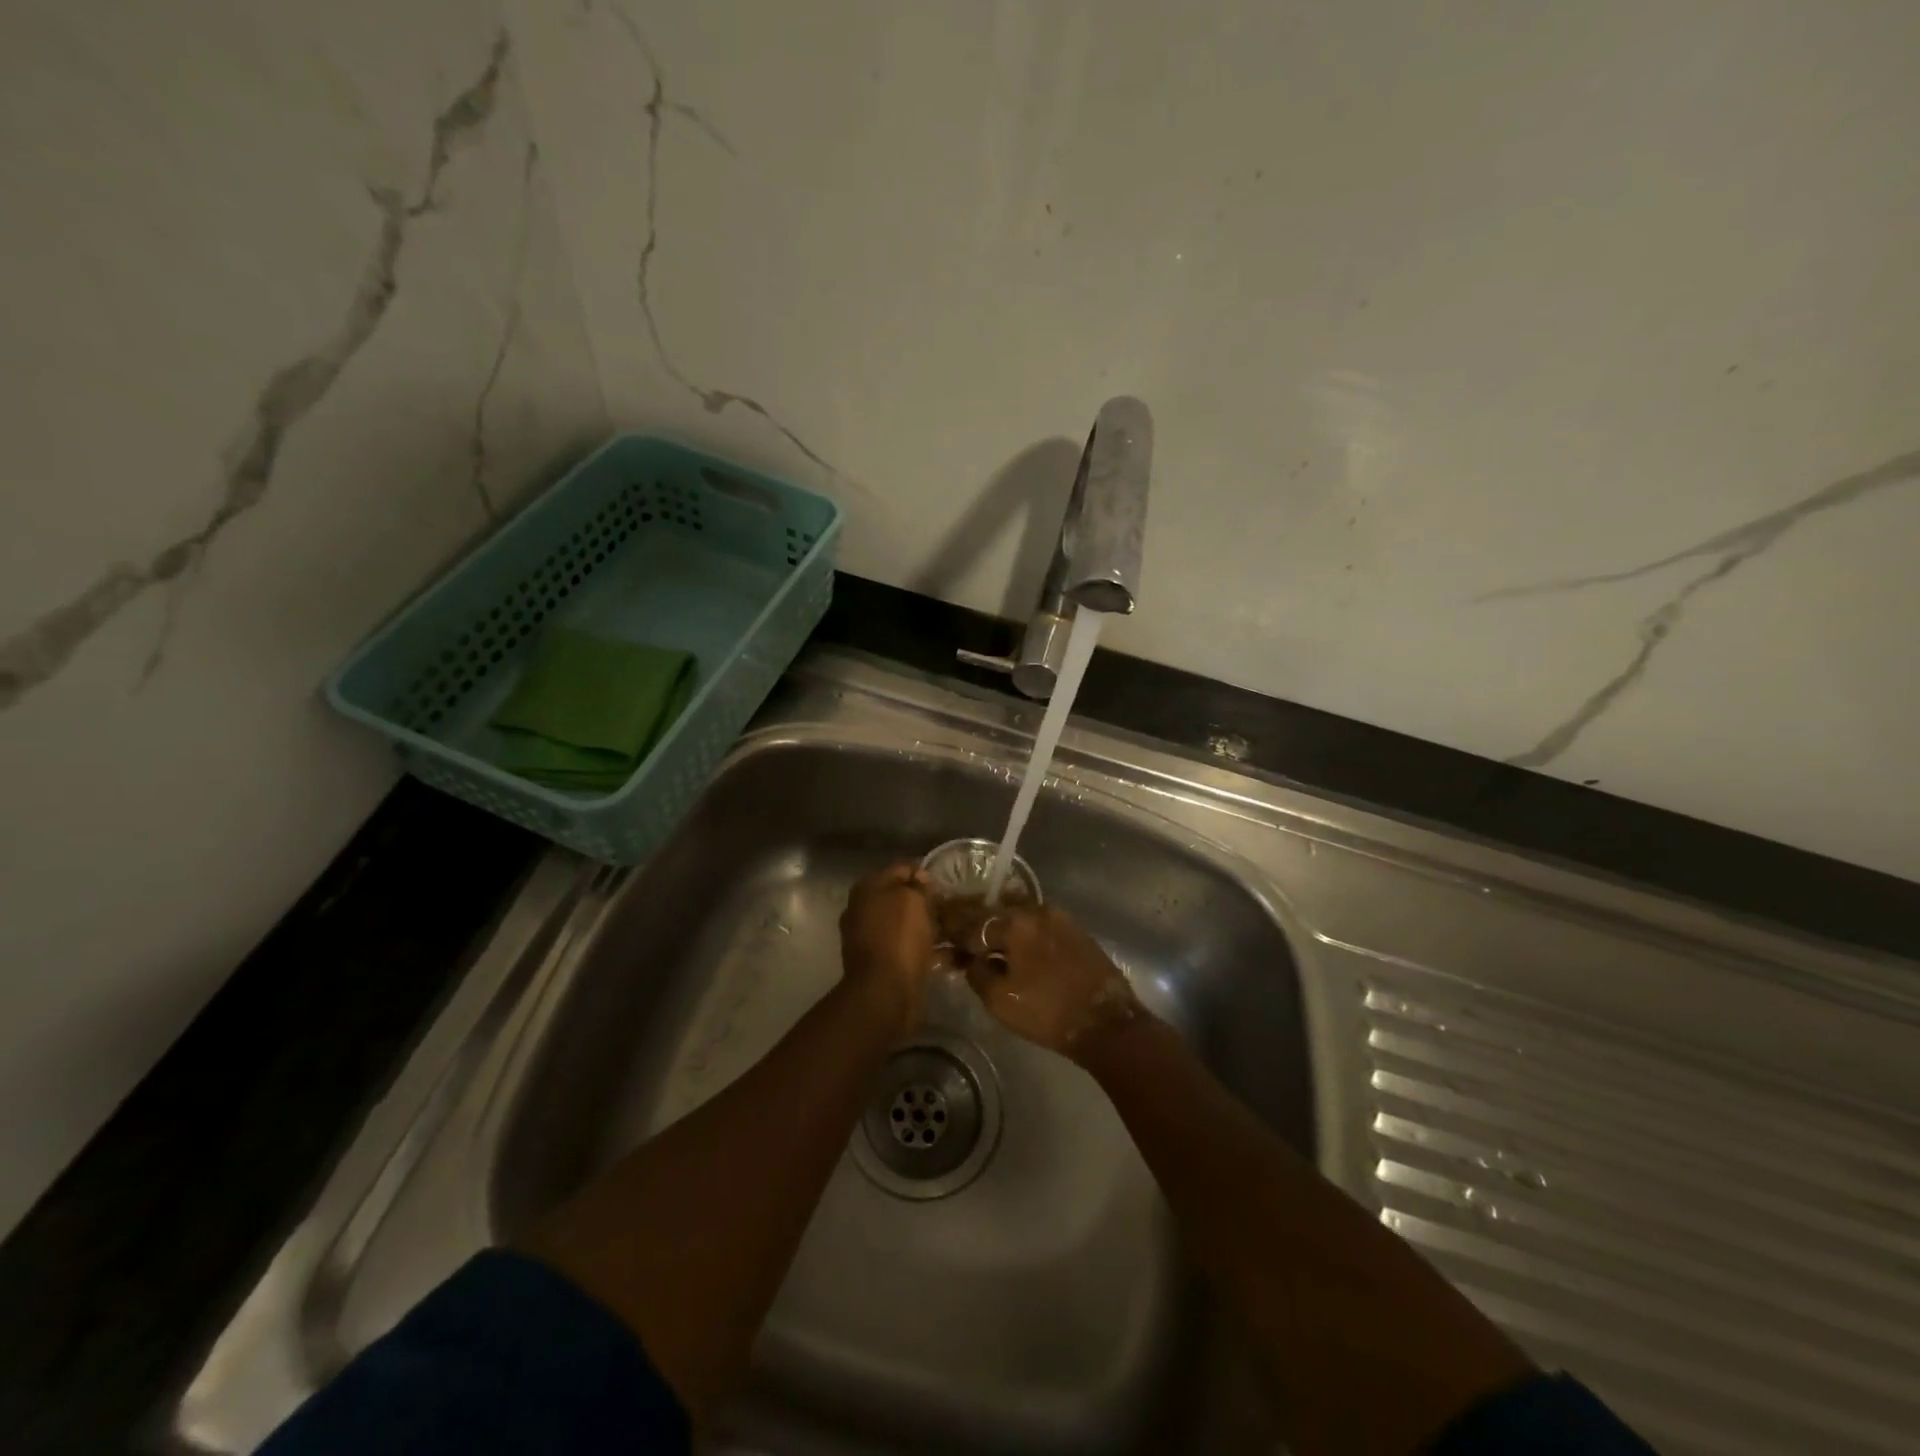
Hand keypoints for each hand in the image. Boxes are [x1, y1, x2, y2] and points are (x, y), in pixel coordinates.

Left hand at [839, 863, 943, 1034]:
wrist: (884, 992)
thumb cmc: (898, 938)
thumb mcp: (912, 899)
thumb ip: (917, 884)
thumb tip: (920, 878)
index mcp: (867, 889)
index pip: (900, 869)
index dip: (924, 873)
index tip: (946, 884)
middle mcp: (863, 909)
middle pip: (901, 897)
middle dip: (925, 901)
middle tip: (952, 907)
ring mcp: (869, 937)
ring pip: (905, 923)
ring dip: (927, 925)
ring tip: (953, 929)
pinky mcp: (880, 962)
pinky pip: (906, 947)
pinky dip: (924, 948)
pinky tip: (947, 952)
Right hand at [937, 899, 1138, 1060]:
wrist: (1105, 1022)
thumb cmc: (1047, 1012)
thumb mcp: (1000, 1000)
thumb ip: (977, 972)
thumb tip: (967, 957)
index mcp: (1014, 923)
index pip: (971, 922)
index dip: (950, 929)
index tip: (936, 932)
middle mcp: (1034, 910)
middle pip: (993, 909)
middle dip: (970, 919)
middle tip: (953, 928)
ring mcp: (1057, 916)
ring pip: (1015, 911)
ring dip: (995, 920)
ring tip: (979, 934)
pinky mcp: (1072, 928)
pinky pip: (1034, 920)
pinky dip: (1018, 926)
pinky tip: (1009, 938)